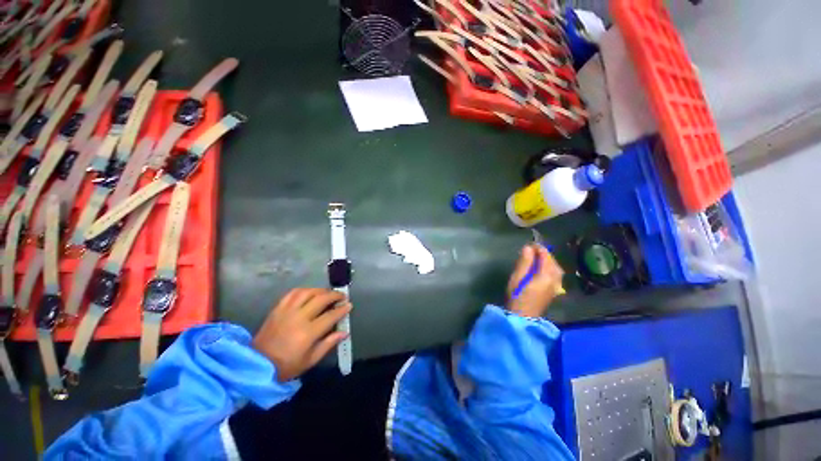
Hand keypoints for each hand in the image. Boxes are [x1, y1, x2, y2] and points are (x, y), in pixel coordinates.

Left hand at [253, 288, 351, 381]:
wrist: (256, 365)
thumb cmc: (286, 366)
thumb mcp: (310, 360)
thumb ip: (328, 344)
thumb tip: (344, 333)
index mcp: (308, 333)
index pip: (331, 316)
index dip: (342, 309)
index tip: (349, 305)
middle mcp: (299, 317)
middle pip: (321, 299)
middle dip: (335, 295)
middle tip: (341, 296)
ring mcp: (287, 311)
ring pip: (308, 292)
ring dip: (320, 290)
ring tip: (327, 293)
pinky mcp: (278, 308)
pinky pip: (293, 293)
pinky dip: (304, 290)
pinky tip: (309, 293)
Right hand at [506, 244, 563, 317]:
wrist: (523, 318)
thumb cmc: (517, 296)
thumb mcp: (517, 278)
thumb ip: (524, 262)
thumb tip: (528, 247)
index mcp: (546, 276)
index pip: (546, 257)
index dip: (538, 248)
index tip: (529, 243)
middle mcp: (555, 280)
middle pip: (553, 262)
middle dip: (544, 254)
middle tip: (532, 249)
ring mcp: (556, 286)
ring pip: (556, 268)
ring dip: (548, 261)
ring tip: (536, 257)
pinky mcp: (554, 291)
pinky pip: (556, 275)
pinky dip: (550, 268)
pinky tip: (542, 268)